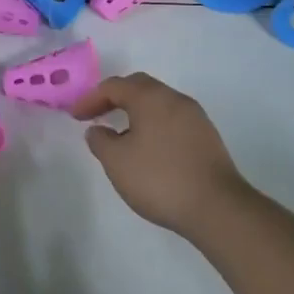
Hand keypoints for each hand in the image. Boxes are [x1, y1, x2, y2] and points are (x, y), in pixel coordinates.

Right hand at [71, 73, 248, 238]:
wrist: (217, 207)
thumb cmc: (159, 178)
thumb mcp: (117, 162)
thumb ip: (100, 141)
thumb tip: (97, 130)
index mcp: (150, 97)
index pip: (114, 86)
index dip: (91, 98)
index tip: (76, 117)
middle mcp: (174, 98)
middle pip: (139, 87)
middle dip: (115, 98)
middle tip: (97, 114)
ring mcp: (195, 117)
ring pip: (158, 103)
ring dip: (136, 112)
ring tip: (121, 134)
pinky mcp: (207, 137)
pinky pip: (172, 119)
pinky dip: (154, 125)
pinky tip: (148, 148)